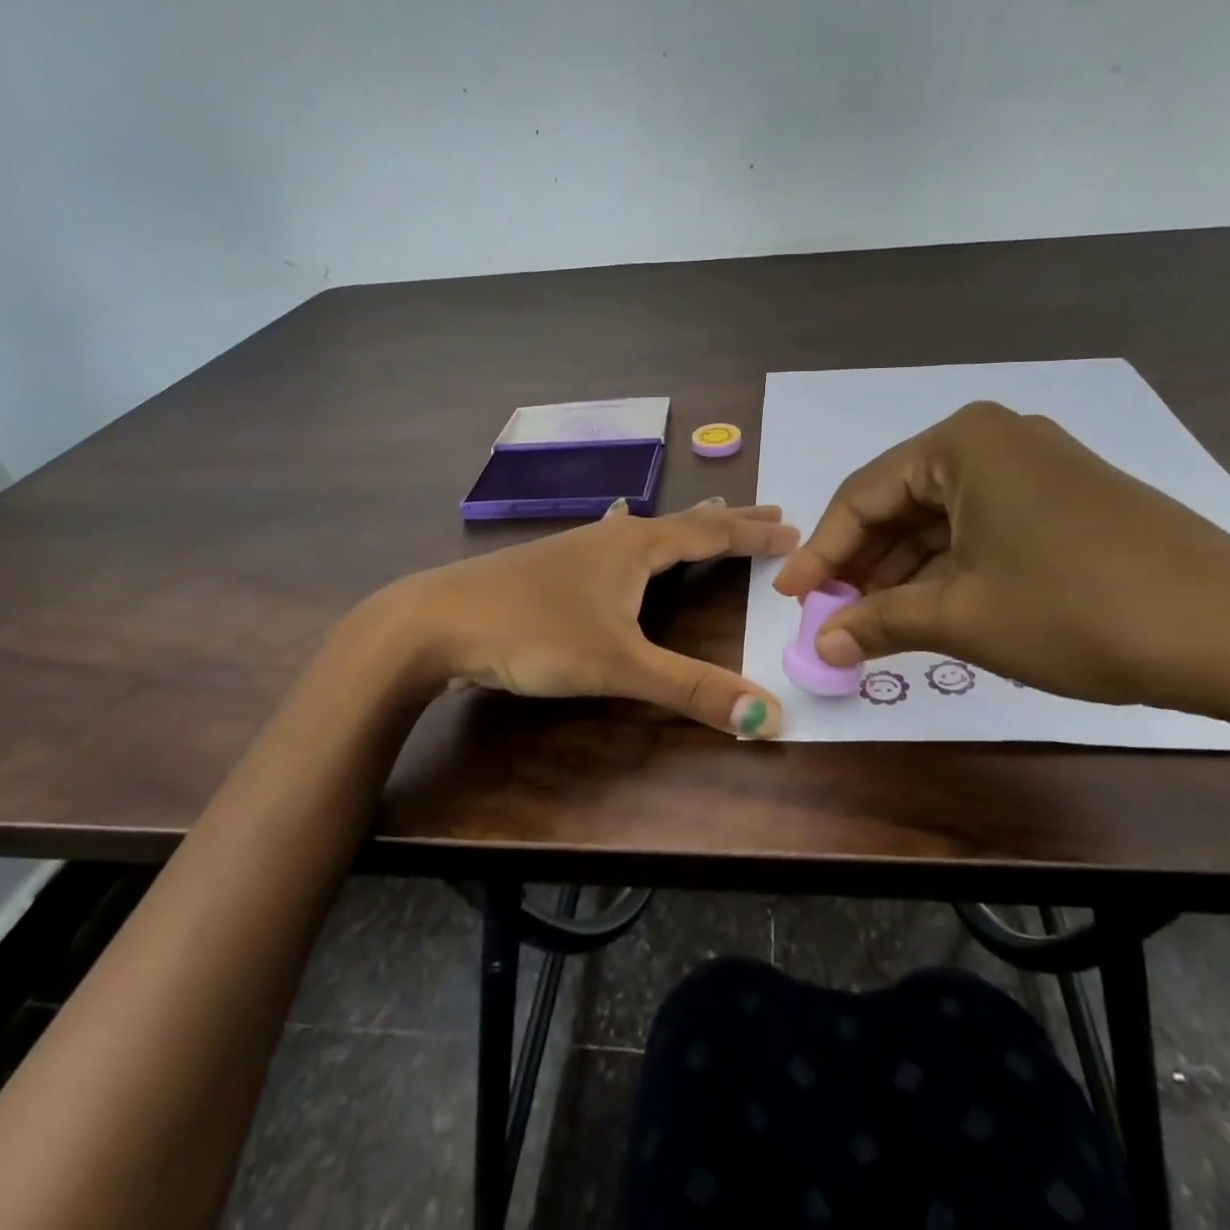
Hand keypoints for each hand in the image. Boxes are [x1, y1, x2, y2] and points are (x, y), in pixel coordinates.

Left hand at [370, 500, 798, 736]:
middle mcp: (611, 536)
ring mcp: (577, 549)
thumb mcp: (618, 664)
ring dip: (686, 528)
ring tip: (708, 523)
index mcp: (636, 546)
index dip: (753, 533)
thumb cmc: (533, 632)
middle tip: (771, 513)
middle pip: (684, 522)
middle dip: (729, 521)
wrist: (434, 622)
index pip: (710, 532)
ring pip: (647, 529)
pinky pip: (615, 543)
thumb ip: (692, 689)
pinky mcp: (551, 568)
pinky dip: (641, 539)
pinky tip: (618, 537)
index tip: (795, 529)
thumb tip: (769, 717)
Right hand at [772, 402, 1229, 716]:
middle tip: (830, 614)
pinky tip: (931, 608)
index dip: (820, 552)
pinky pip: (983, 526)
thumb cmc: (1077, 610)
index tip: (788, 597)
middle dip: (863, 562)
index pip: (862, 495)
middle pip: (901, 502)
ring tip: (873, 622)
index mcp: (961, 442)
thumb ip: (879, 622)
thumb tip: (820, 643)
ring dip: (904, 570)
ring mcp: (1037, 465)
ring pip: (943, 518)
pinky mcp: (1068, 498)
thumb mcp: (962, 617)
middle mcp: (996, 438)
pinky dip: (950, 567)